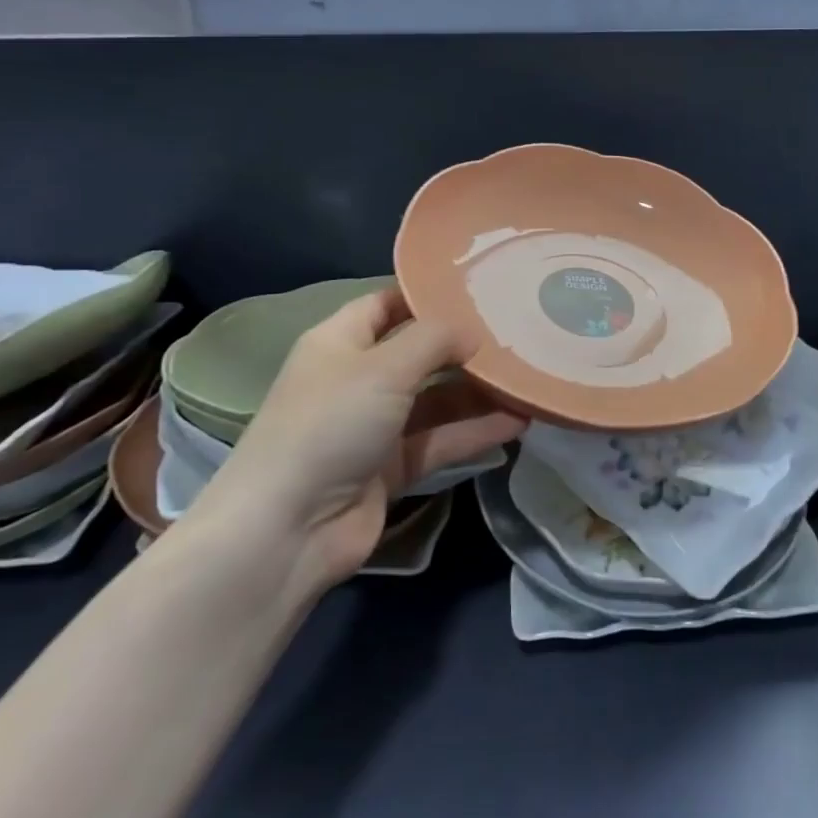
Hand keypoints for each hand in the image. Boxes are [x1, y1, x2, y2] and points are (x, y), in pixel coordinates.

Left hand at [190, 288, 524, 582]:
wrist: (288, 531)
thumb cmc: (330, 425)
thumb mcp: (384, 367)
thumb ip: (434, 340)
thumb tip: (472, 332)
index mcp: (340, 342)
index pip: (387, 303)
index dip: (427, 294)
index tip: (478, 286)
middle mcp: (358, 379)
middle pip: (419, 352)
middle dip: (463, 345)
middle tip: (517, 331)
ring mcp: (375, 426)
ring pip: (436, 399)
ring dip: (478, 392)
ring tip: (529, 377)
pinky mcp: (392, 468)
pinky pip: (441, 440)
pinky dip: (475, 431)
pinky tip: (518, 422)